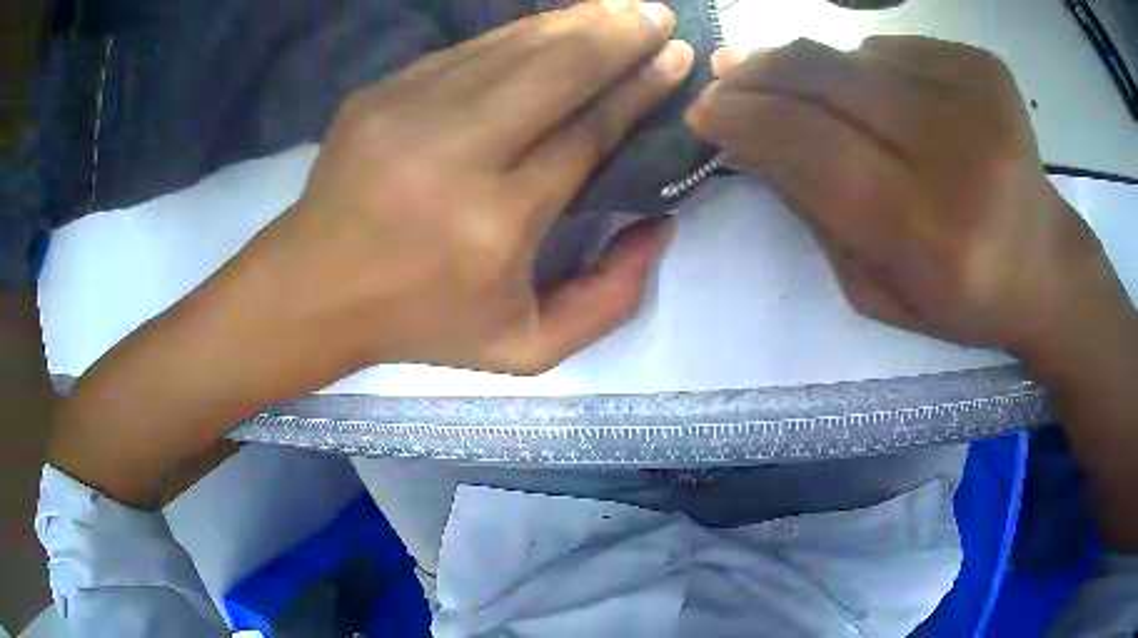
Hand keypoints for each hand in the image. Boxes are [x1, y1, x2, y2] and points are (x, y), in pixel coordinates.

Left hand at [49, 1, 694, 506]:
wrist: (277, 318)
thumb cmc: (396, 355)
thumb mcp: (516, 360)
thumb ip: (598, 300)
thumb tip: (653, 234)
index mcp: (496, 221)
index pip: (592, 127)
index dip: (640, 89)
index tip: (675, 63)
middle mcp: (460, 148)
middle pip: (559, 68)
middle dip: (616, 36)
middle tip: (659, 13)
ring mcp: (411, 110)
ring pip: (513, 44)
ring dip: (571, 20)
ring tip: (618, 3)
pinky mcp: (380, 95)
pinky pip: (469, 49)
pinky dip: (519, 29)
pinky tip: (547, 19)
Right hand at [687, 37, 1130, 361]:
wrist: (1046, 266)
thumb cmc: (963, 299)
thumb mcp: (877, 291)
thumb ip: (817, 217)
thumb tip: (757, 141)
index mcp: (932, 234)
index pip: (814, 151)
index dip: (748, 121)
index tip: (705, 111)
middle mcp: (960, 155)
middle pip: (829, 81)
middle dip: (762, 73)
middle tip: (728, 75)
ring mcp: (978, 98)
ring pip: (856, 55)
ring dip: (811, 68)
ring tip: (797, 85)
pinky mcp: (985, 67)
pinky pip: (895, 47)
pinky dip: (869, 66)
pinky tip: (880, 95)